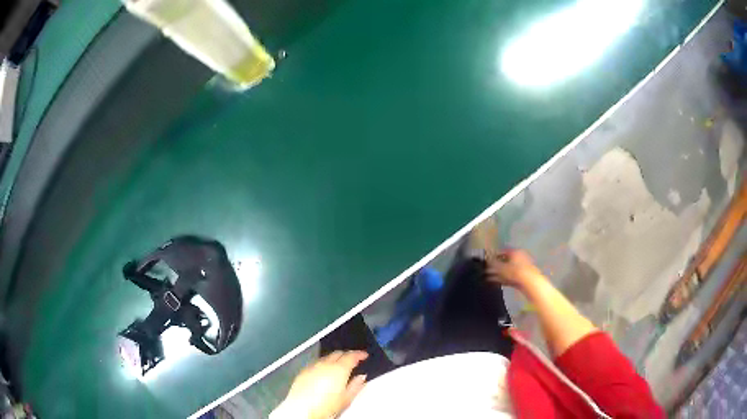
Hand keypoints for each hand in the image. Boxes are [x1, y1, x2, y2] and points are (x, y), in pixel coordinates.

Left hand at [284, 351, 367, 418]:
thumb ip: (356, 385)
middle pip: (338, 353)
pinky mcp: (302, 372)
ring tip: (339, 367)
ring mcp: (311, 367)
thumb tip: (361, 377)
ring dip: (334, 359)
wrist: (301, 410)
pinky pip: (315, 363)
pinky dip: (322, 365)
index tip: (364, 355)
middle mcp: (324, 364)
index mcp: (338, 369)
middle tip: (353, 361)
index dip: (359, 354)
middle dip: (346, 355)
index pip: (351, 356)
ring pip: (326, 357)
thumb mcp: (346, 399)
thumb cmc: (324, 407)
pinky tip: (324, 373)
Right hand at [486, 249, 544, 288]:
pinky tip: (496, 282)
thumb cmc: (515, 271)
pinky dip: (503, 278)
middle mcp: (519, 257)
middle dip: (496, 266)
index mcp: (515, 251)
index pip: (502, 251)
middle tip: (487, 270)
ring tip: (489, 278)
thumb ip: (493, 263)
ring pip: (507, 269)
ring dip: (498, 273)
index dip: (493, 255)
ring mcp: (521, 267)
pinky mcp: (522, 276)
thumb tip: (487, 261)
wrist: (529, 282)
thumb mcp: (501, 267)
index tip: (487, 261)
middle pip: (505, 261)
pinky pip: (510, 276)